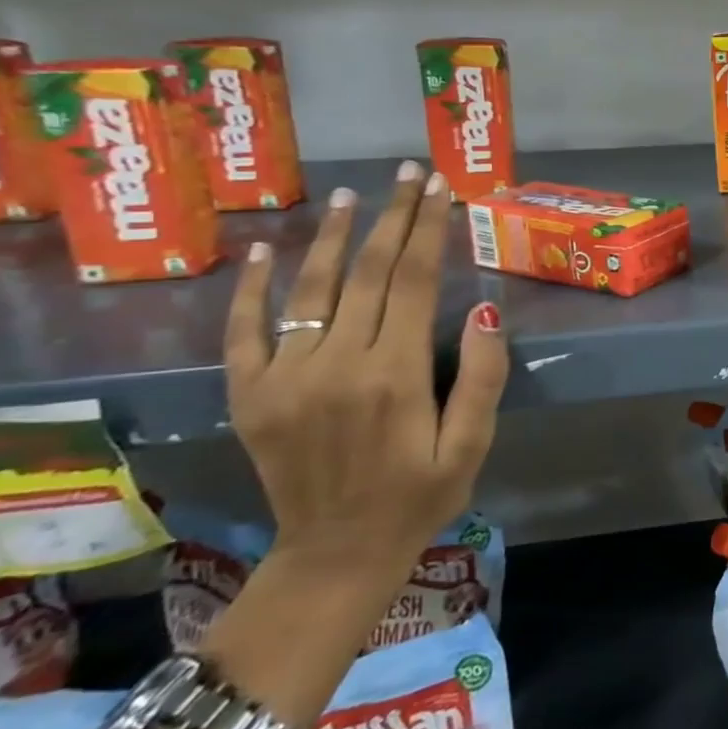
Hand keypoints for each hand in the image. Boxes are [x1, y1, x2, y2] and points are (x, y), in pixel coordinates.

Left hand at [223, 162, 508, 598]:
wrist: (335, 555)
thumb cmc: (420, 497)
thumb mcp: (472, 444)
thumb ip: (481, 377)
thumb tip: (483, 310)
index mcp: (395, 375)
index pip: (414, 281)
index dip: (429, 229)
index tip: (440, 189)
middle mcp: (337, 364)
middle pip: (367, 272)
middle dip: (393, 216)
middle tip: (409, 173)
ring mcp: (285, 378)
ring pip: (311, 289)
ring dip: (332, 236)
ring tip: (351, 195)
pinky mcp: (251, 395)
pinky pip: (244, 331)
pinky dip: (252, 287)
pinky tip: (264, 249)